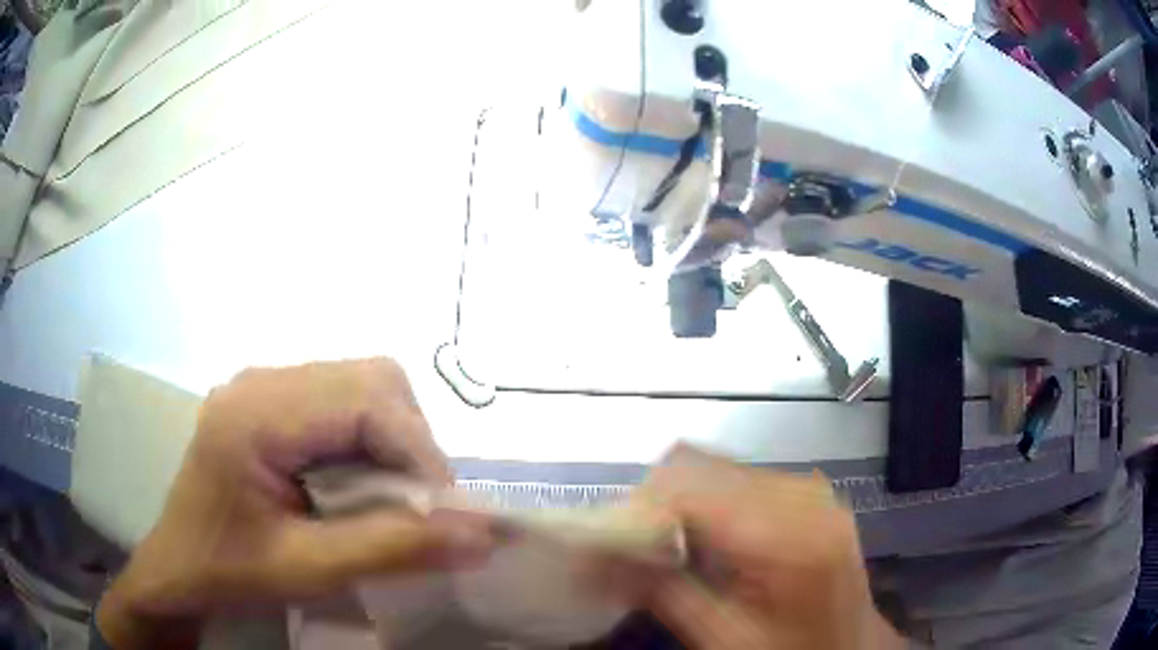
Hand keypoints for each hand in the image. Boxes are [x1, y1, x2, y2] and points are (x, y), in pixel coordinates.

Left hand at [96, 358, 496, 647]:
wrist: (179, 571)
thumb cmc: (230, 573)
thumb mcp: (308, 570)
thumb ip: (394, 548)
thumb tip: (483, 533)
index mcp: (256, 412)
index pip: (366, 399)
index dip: (420, 453)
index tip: (448, 516)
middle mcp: (262, 380)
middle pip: (370, 380)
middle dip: (410, 443)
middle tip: (419, 507)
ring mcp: (264, 387)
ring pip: (362, 388)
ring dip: (393, 442)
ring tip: (392, 501)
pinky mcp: (270, 404)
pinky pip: (341, 404)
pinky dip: (369, 443)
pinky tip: (358, 487)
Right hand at [635, 446, 904, 649]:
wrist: (849, 643)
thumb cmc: (791, 648)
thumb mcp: (725, 638)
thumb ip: (666, 593)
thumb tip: (604, 555)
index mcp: (788, 536)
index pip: (692, 486)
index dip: (643, 505)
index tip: (616, 536)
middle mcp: (804, 495)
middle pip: (704, 465)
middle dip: (659, 499)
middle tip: (639, 543)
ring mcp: (811, 487)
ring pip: (720, 465)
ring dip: (684, 497)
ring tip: (673, 542)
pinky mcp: (811, 491)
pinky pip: (744, 475)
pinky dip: (712, 497)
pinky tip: (710, 536)